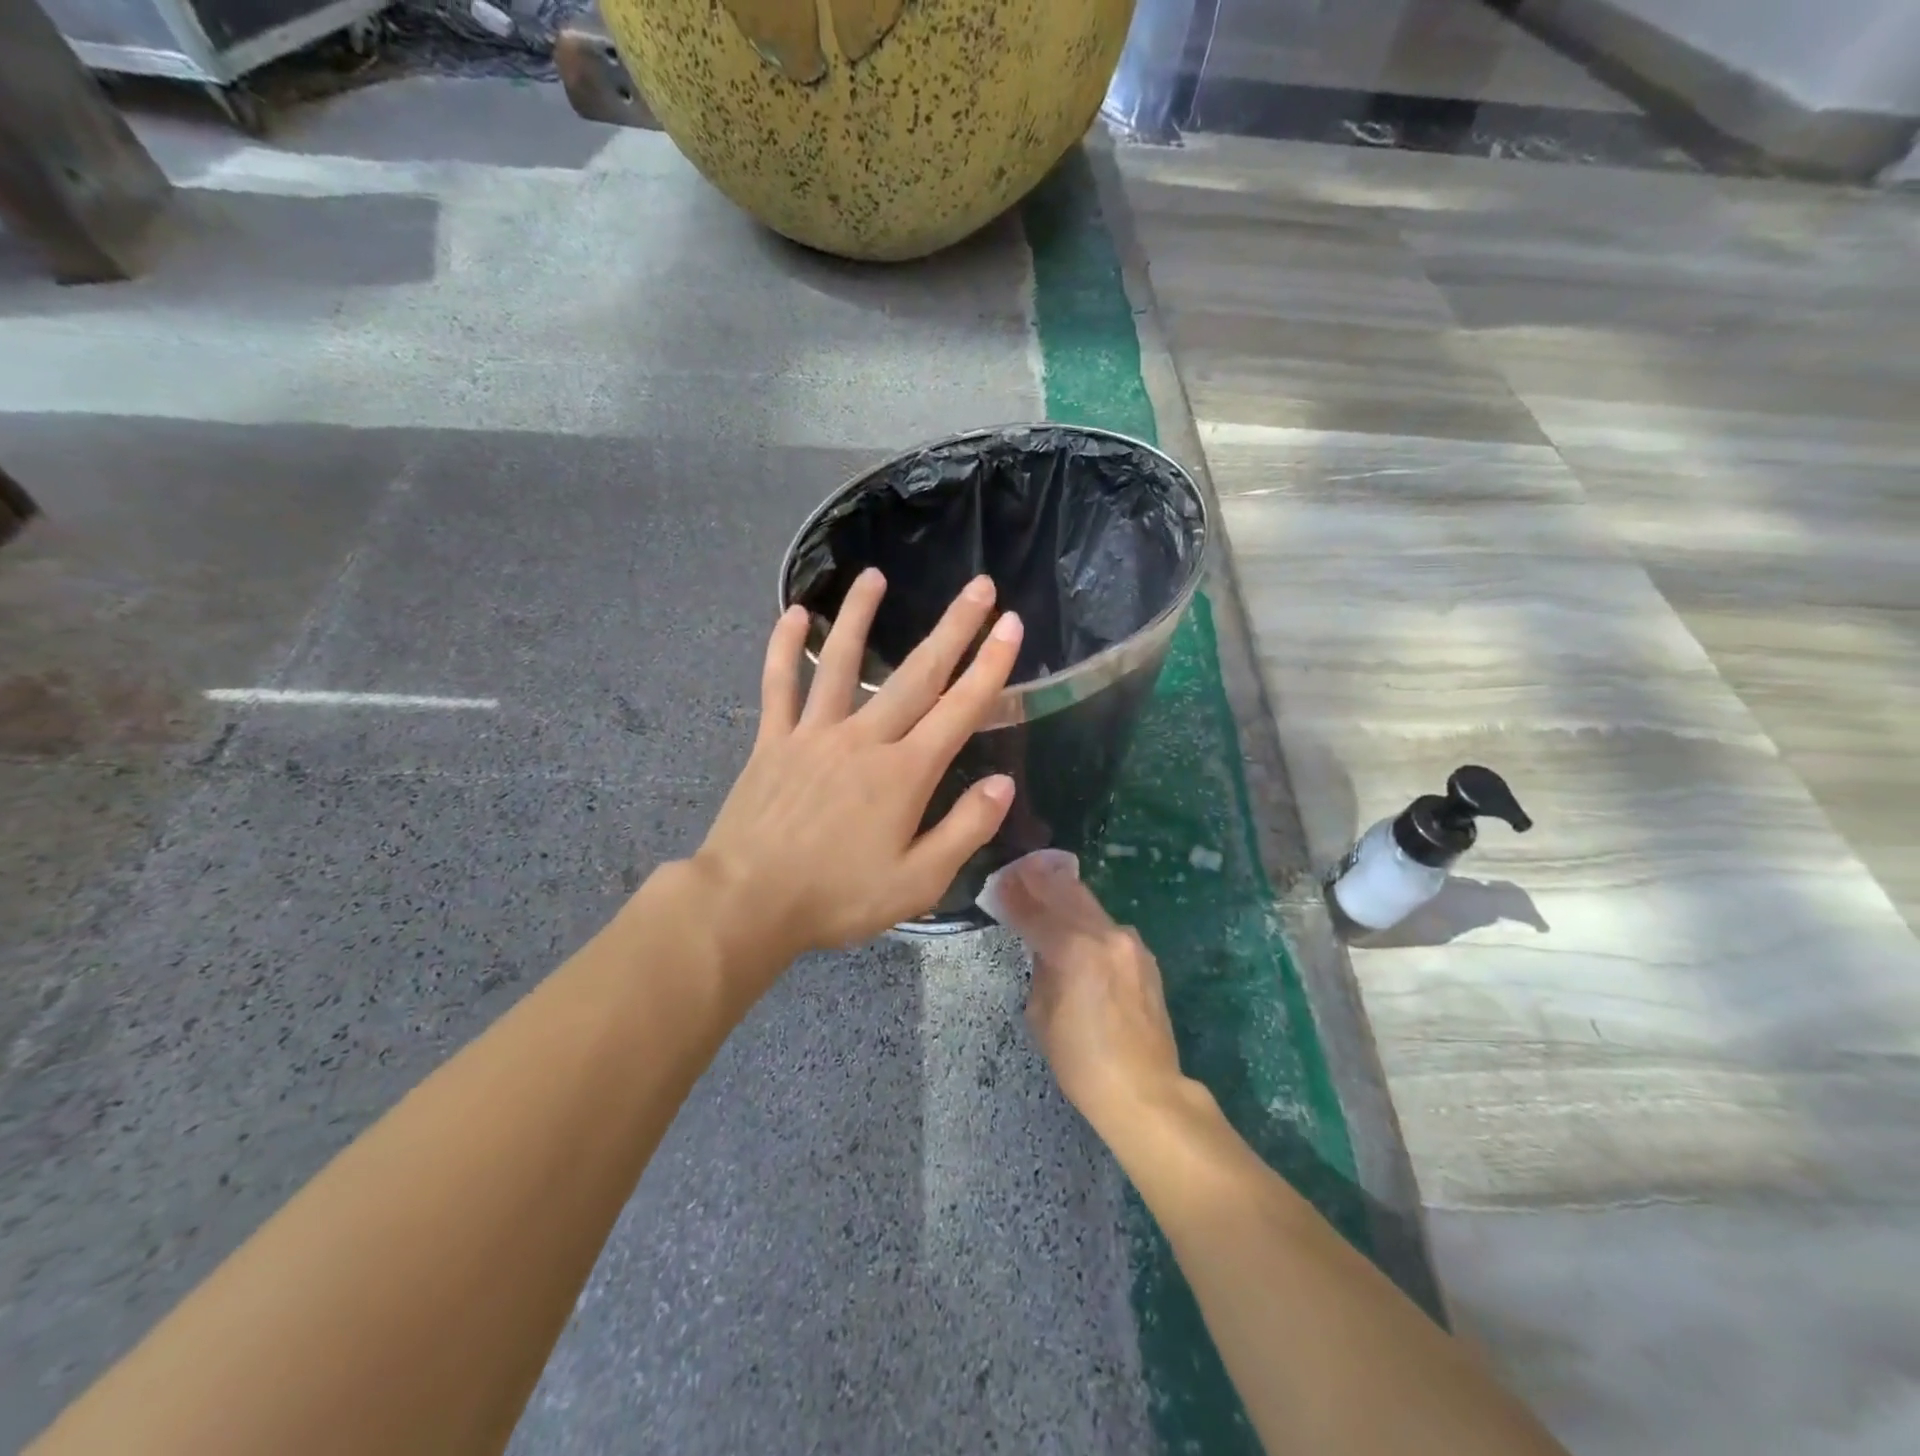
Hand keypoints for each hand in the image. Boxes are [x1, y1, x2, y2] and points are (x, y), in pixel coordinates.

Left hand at [692, 568, 1022, 970]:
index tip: (1011, 625)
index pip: (959, 709)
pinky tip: (795, 613)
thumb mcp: (918, 882)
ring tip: (875, 576)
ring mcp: (814, 734)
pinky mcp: (773, 741)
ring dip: (861, 616)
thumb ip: (964, 829)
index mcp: (904, 773)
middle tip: (978, 587)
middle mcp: (863, 739)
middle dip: (953, 628)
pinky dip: (784, 647)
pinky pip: (779, 685)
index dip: (990, 666)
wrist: (748, 902)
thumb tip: (1002, 785)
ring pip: (841, 662)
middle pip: (915, 674)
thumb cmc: (837, 897)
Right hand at [993, 854, 1189, 1139]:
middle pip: (1066, 893)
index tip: (999, 880)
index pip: (1035, 913)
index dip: (1014, 896)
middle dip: (1040, 879)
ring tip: (1044, 882)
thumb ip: (1041, 970)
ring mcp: (1129, 942)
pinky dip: (1086, 916)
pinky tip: (1075, 919)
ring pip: (1089, 904)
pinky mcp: (1143, 955)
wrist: (1145, 1089)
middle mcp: (1104, 935)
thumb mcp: (1042, 1015)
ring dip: (1064, 892)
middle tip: (1020, 869)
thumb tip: (1043, 948)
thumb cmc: (1082, 1062)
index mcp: (1074, 951)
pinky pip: (1107, 925)